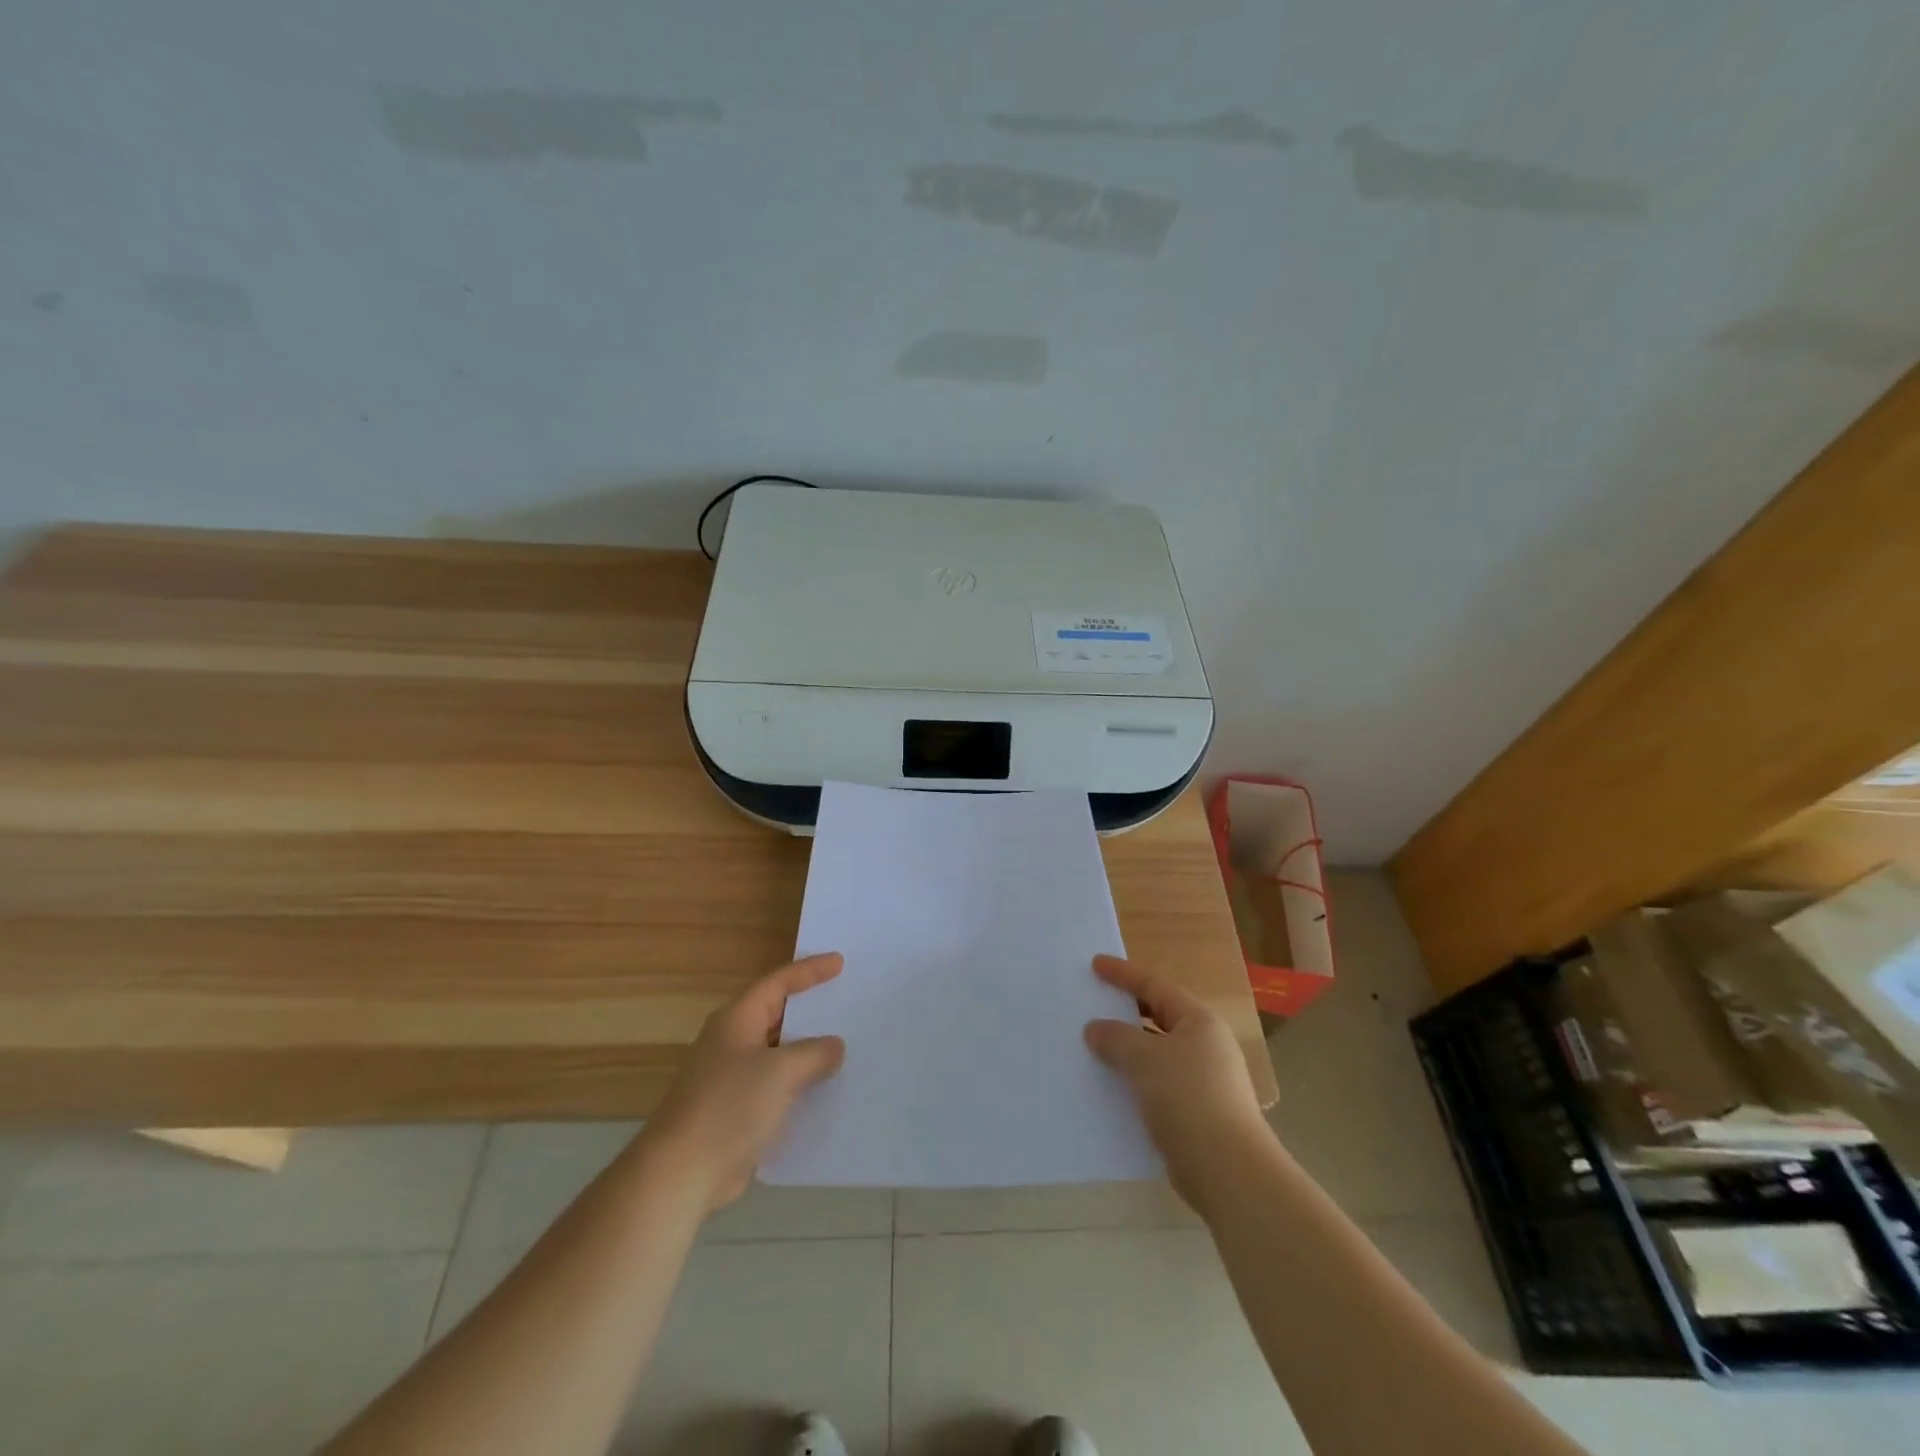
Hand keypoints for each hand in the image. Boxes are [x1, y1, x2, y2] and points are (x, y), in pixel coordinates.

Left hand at [640, 953, 846, 1212]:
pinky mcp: (734, 1111)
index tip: (840, 963)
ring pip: (777, 1053)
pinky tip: (824, 1092)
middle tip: (845, 1000)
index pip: (778, 982)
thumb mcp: (781, 1072)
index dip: (810, 971)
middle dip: (809, 1009)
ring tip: (845, 1046)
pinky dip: (798, 1084)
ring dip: (807, 1050)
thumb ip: (814, 1053)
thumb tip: (834, 1046)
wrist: (680, 1174)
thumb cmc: (729, 1107)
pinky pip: (775, 1086)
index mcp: (737, 1019)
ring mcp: (730, 1078)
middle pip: (776, 1014)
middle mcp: (731, 1041)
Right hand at [1085, 954, 1268, 1208]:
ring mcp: (1204, 1079)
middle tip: (1093, 1003)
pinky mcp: (1198, 1111)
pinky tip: (1110, 1087)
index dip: (1122, 974)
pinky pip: (1158, 1083)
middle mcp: (1205, 1044)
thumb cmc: (1187, 1099)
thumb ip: (1115, 1038)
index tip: (1094, 964)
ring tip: (1094, 1046)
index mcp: (1198, 1021)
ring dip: (1127, 1049)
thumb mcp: (1144, 1059)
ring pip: (1157, 1053)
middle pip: (1158, 1016)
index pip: (1154, 985)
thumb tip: (1095, 1029)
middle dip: (1125, 1011)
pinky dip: (1135, 1079)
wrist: (1228, 1171)